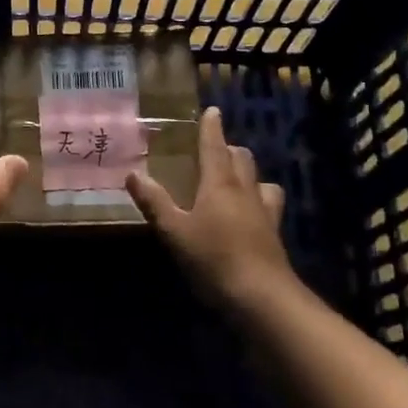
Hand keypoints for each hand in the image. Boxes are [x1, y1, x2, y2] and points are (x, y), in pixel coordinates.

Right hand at [126, 107, 296, 310]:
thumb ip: (154, 202)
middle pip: (242, 158)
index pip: (215, 146)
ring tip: (234, 182)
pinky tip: (249, 215)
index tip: (212, 110)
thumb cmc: (213, 258)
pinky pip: (269, 206)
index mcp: (220, 184)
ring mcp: (264, 212)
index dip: (211, 127)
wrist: (261, 296)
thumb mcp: (174, 231)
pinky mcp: (274, 234)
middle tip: (213, 151)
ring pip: (260, 180)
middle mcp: (245, 191)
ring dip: (247, 174)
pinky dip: (258, 201)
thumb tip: (133, 174)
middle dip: (228, 149)